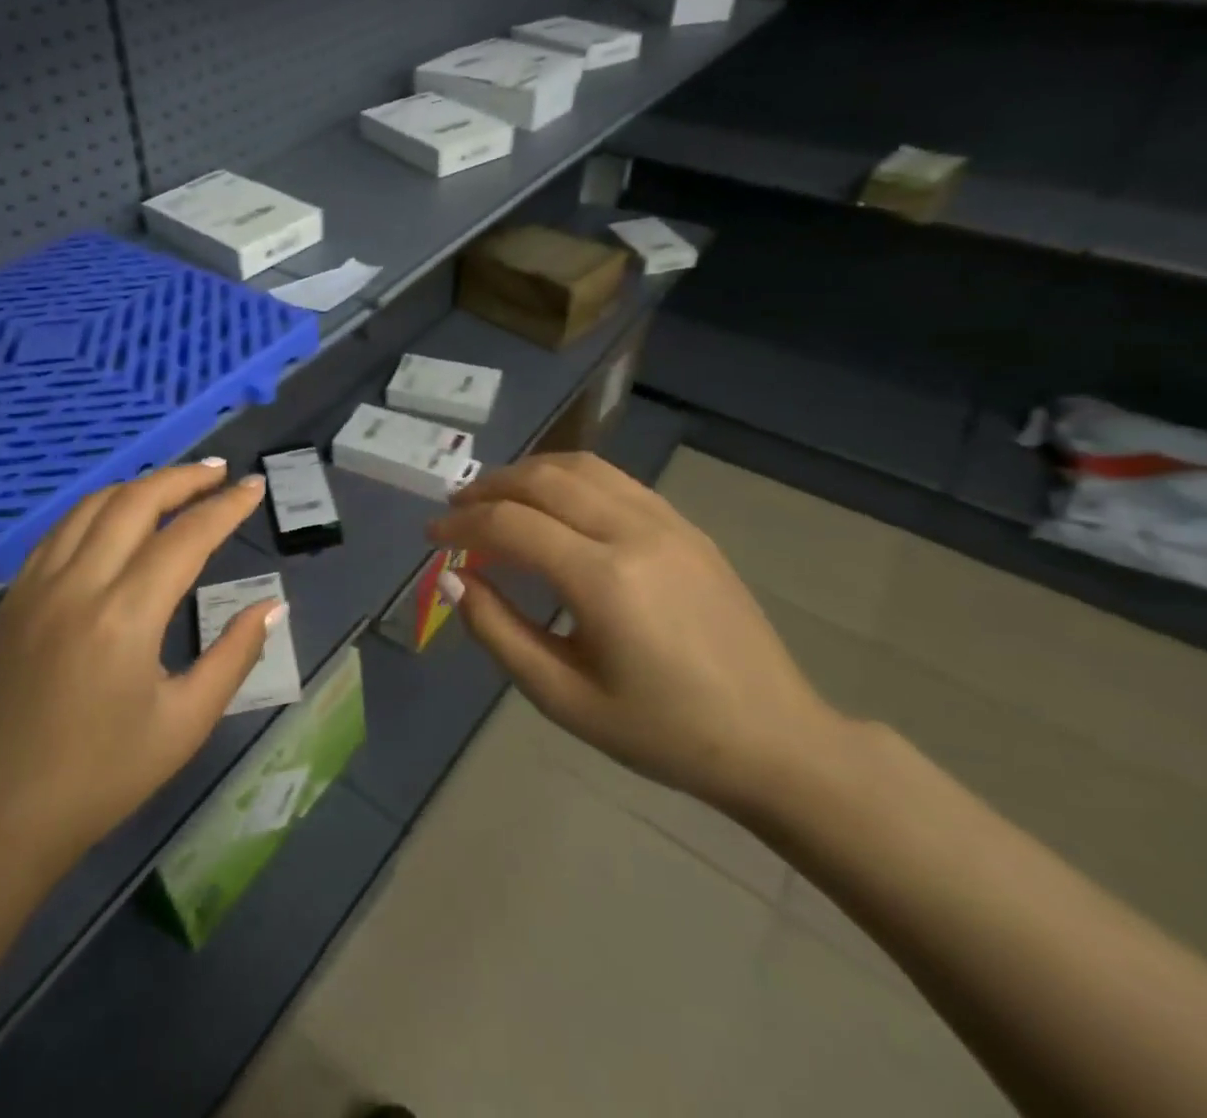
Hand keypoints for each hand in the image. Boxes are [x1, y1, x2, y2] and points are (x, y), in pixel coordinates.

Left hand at [0, 461, 276, 883]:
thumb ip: (234, 655)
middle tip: (219, 473)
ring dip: (138, 486)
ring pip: (92, 506)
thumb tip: (272, 605)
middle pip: (135, 501)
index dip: (225, 507)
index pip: (186, 537)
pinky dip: (97, 509)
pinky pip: (59, 530)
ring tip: (176, 486)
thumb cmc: (103, 778)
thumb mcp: (185, 723)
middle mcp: (77, 585)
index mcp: (125, 617)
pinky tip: (117, 517)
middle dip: (182, 479)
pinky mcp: (12, 599)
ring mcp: (36, 587)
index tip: (254, 487)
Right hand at [429, 451, 844, 816]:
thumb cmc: (662, 731)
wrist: (774, 738)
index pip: (510, 525)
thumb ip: (499, 633)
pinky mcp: (686, 526)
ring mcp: (667, 522)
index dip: (461, 526)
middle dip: (487, 488)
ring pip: (580, 467)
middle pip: (542, 480)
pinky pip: (614, 479)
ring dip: (526, 473)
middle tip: (456, 510)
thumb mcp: (564, 699)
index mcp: (604, 580)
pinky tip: (552, 504)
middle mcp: (634, 533)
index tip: (432, 537)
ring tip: (495, 497)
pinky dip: (567, 477)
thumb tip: (457, 580)